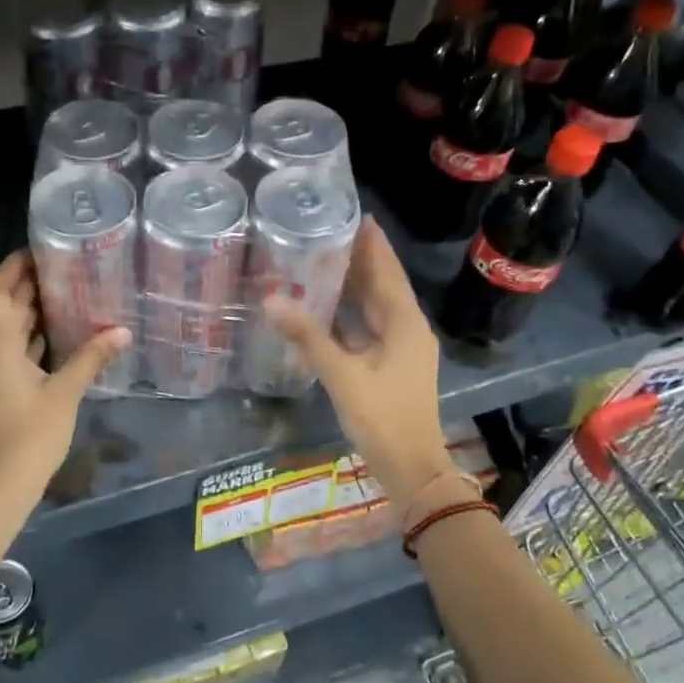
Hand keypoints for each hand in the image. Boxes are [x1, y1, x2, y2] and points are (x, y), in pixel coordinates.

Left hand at [0, 251, 131, 507]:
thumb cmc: (30, 436)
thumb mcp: (65, 394)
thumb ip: (91, 358)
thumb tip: (122, 331)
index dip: (14, 267)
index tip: (39, 250)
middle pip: (1, 308)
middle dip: (27, 286)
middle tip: (64, 268)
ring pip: (4, 331)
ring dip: (28, 312)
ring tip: (66, 294)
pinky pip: (8, 351)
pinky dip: (28, 338)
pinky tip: (55, 337)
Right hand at [261, 218, 453, 509]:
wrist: (412, 468)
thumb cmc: (382, 418)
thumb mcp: (342, 375)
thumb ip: (308, 336)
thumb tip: (272, 300)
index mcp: (405, 323)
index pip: (387, 271)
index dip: (373, 243)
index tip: (355, 214)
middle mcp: (409, 329)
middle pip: (383, 286)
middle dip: (361, 260)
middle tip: (329, 232)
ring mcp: (403, 349)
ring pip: (377, 308)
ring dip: (356, 288)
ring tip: (324, 261)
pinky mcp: (393, 367)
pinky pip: (371, 330)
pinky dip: (352, 316)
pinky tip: (327, 310)